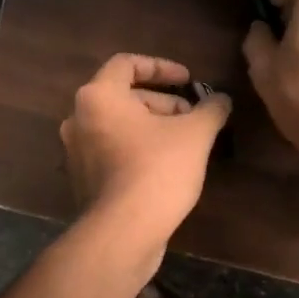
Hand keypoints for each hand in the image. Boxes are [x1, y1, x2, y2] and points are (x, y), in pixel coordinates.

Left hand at [60, 54, 232, 243]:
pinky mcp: (83, 179)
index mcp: (98, 96)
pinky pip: (112, 150)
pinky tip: (168, 166)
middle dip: (162, 102)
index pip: (126, 64)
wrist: (123, 233)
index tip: (188, 80)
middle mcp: (78, 118)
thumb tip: (221, 99)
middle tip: (194, 116)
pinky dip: (138, 148)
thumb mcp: (195, 134)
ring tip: (186, 142)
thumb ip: (210, 109)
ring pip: (119, 125)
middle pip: (123, 96)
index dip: (161, 67)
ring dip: (152, 126)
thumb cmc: (157, 170)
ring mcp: (77, 151)